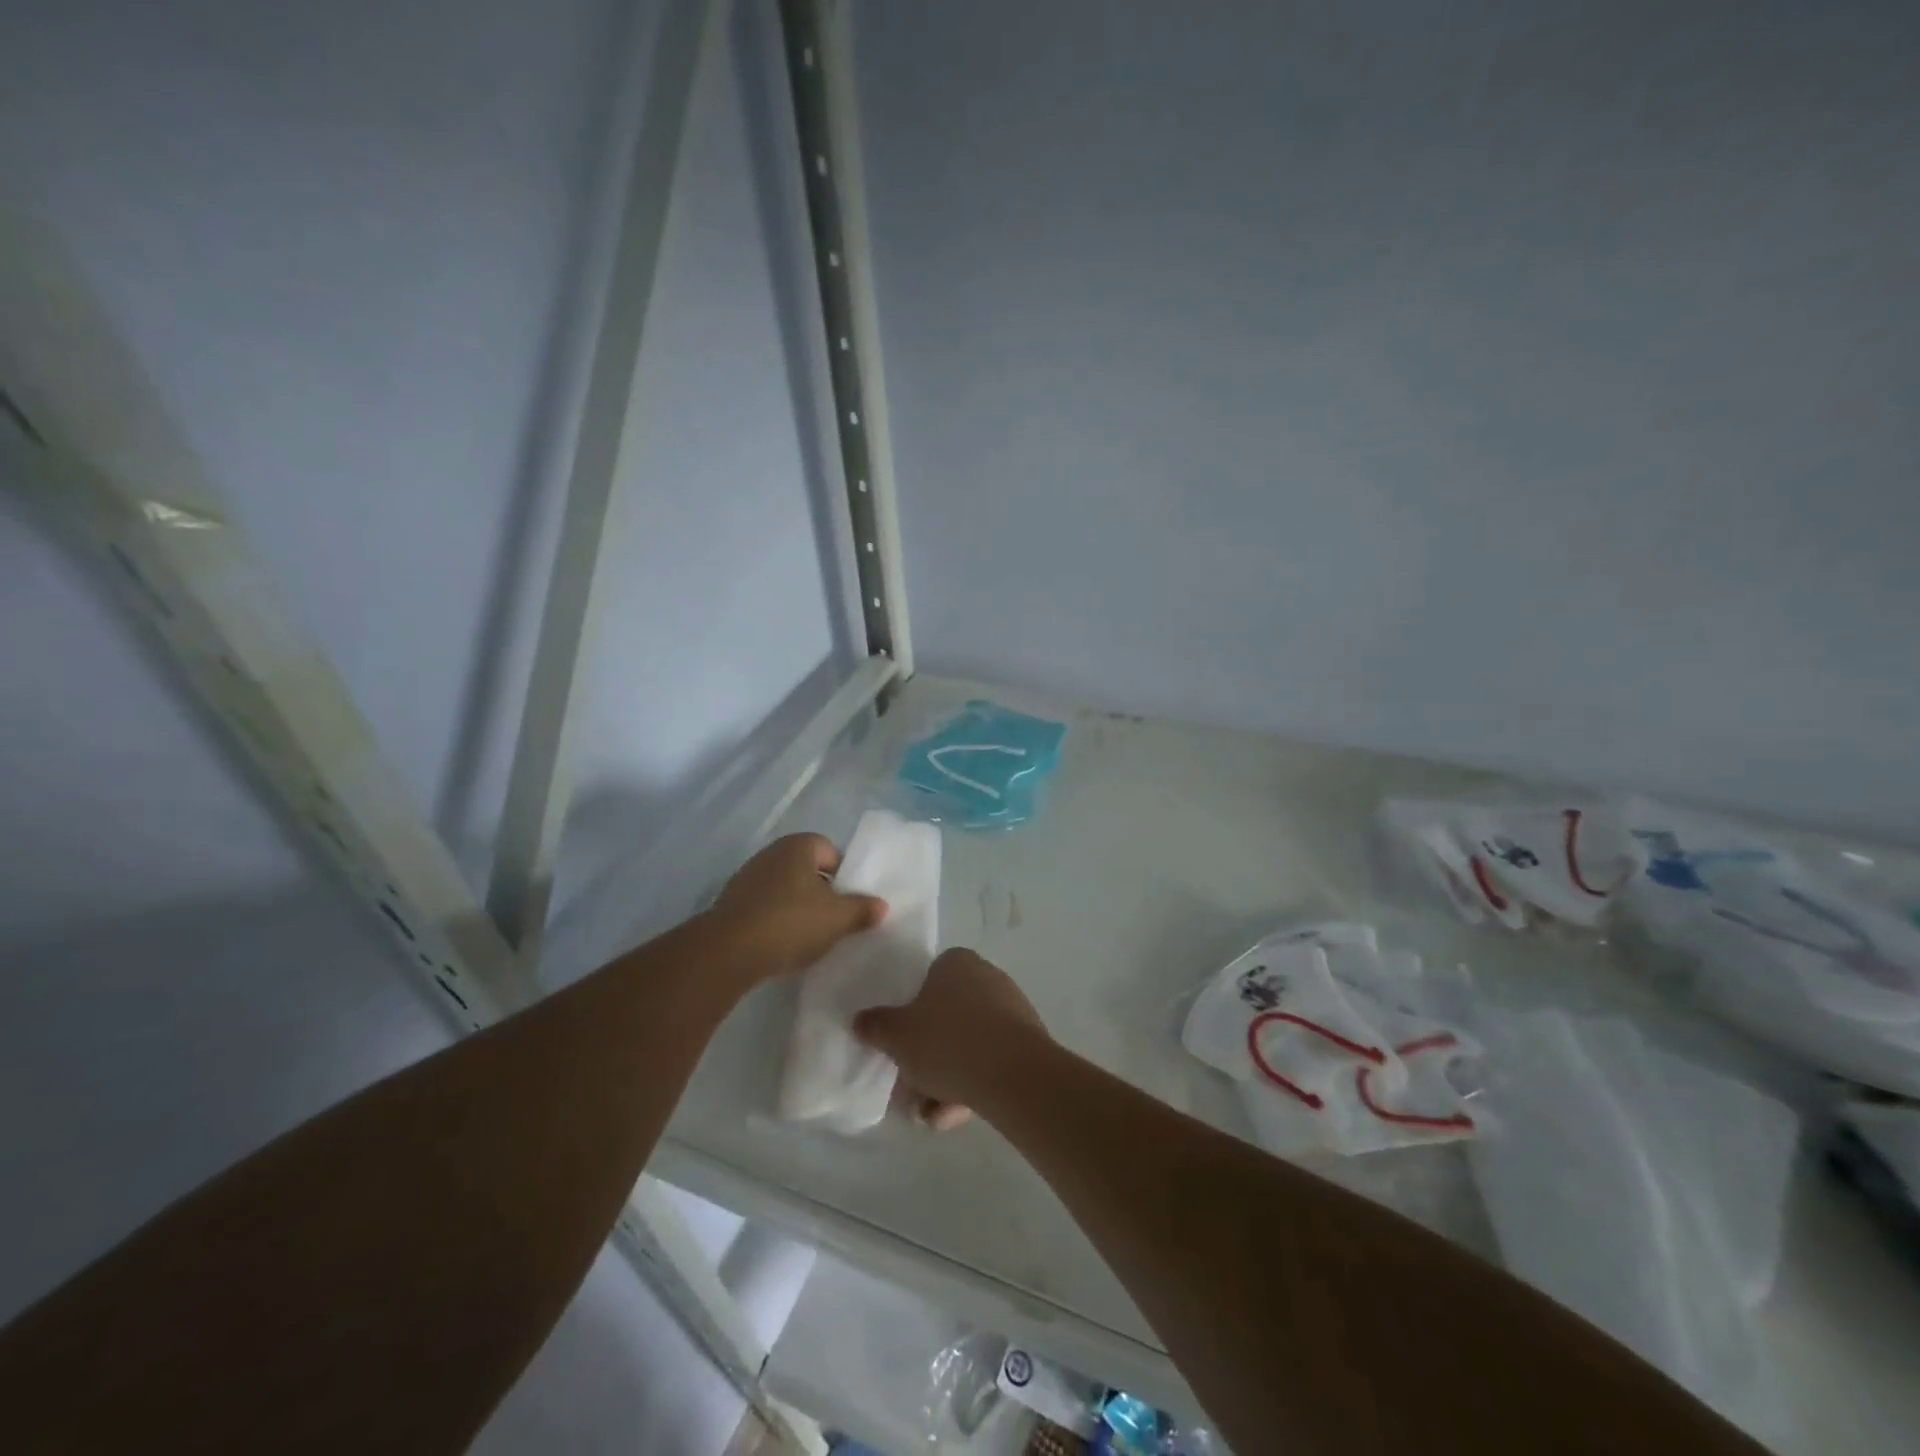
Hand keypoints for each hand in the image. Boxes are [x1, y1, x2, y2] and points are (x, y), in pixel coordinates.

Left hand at [707, 834, 885, 978]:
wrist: (728, 951)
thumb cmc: (791, 922)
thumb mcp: (838, 919)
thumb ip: (862, 909)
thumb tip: (881, 905)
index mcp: (798, 846)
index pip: (830, 850)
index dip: (843, 874)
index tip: (849, 901)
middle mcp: (771, 853)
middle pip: (807, 869)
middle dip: (822, 891)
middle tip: (835, 919)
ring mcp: (747, 877)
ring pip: (785, 888)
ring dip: (798, 907)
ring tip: (810, 935)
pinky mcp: (731, 903)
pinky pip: (765, 906)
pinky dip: (776, 920)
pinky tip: (783, 943)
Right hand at [854, 948, 1048, 1126]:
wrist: (1013, 1074)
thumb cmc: (947, 1041)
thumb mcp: (898, 1036)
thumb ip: (876, 1026)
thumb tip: (860, 1020)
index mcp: (957, 963)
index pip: (927, 980)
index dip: (910, 1013)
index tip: (900, 1044)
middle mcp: (987, 977)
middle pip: (946, 1018)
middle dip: (927, 1057)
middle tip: (911, 1089)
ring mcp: (1011, 1010)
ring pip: (967, 1045)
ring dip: (946, 1080)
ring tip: (931, 1116)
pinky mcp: (1027, 1043)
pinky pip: (990, 1061)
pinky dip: (971, 1085)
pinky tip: (954, 1117)